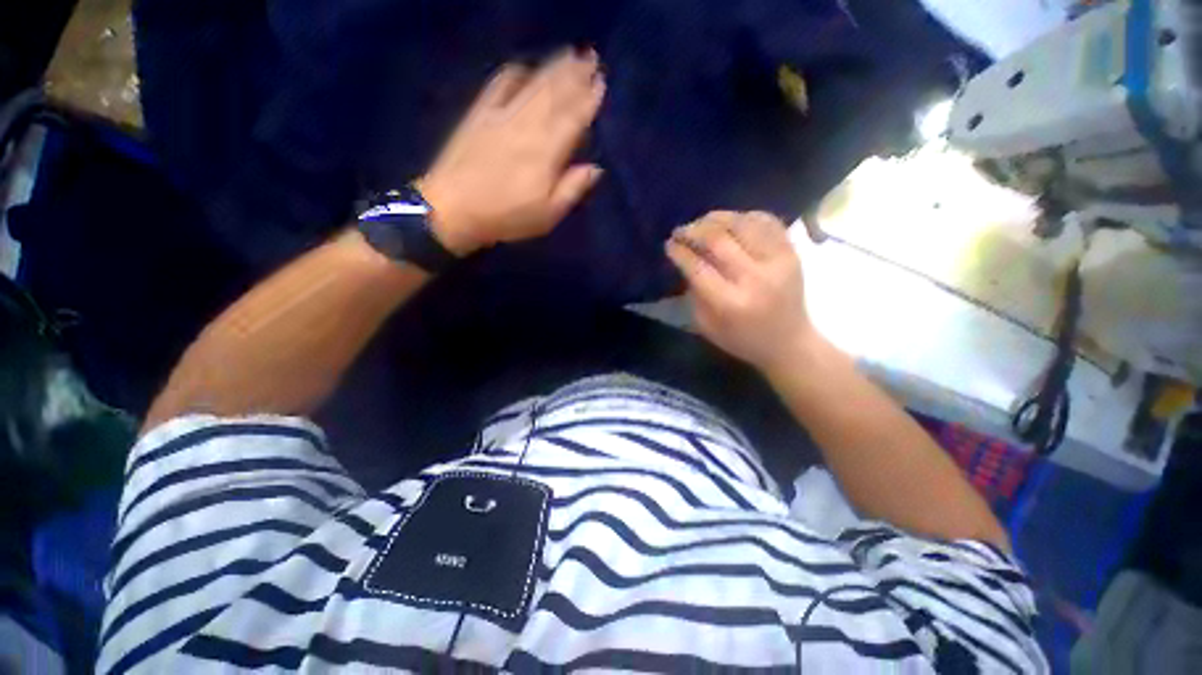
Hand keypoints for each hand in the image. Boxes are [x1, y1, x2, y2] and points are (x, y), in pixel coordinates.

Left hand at [418, 49, 605, 255]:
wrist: (454, 209)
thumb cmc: (506, 216)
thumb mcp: (547, 215)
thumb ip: (572, 189)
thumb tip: (595, 168)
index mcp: (546, 152)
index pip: (573, 119)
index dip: (588, 100)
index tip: (601, 83)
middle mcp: (528, 126)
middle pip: (555, 94)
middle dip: (575, 74)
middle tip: (591, 57)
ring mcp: (502, 115)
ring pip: (533, 85)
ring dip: (553, 68)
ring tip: (570, 54)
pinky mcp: (480, 114)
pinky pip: (500, 84)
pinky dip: (514, 73)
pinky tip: (524, 68)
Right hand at [666, 211, 814, 372]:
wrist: (789, 343)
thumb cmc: (742, 340)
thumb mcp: (707, 326)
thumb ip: (695, 293)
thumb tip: (686, 261)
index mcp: (730, 303)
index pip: (698, 267)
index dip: (680, 252)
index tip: (668, 244)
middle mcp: (755, 278)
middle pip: (718, 239)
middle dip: (693, 231)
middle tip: (680, 231)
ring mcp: (778, 261)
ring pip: (742, 223)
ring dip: (716, 218)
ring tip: (702, 222)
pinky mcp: (792, 252)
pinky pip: (767, 221)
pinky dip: (745, 216)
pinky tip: (731, 221)